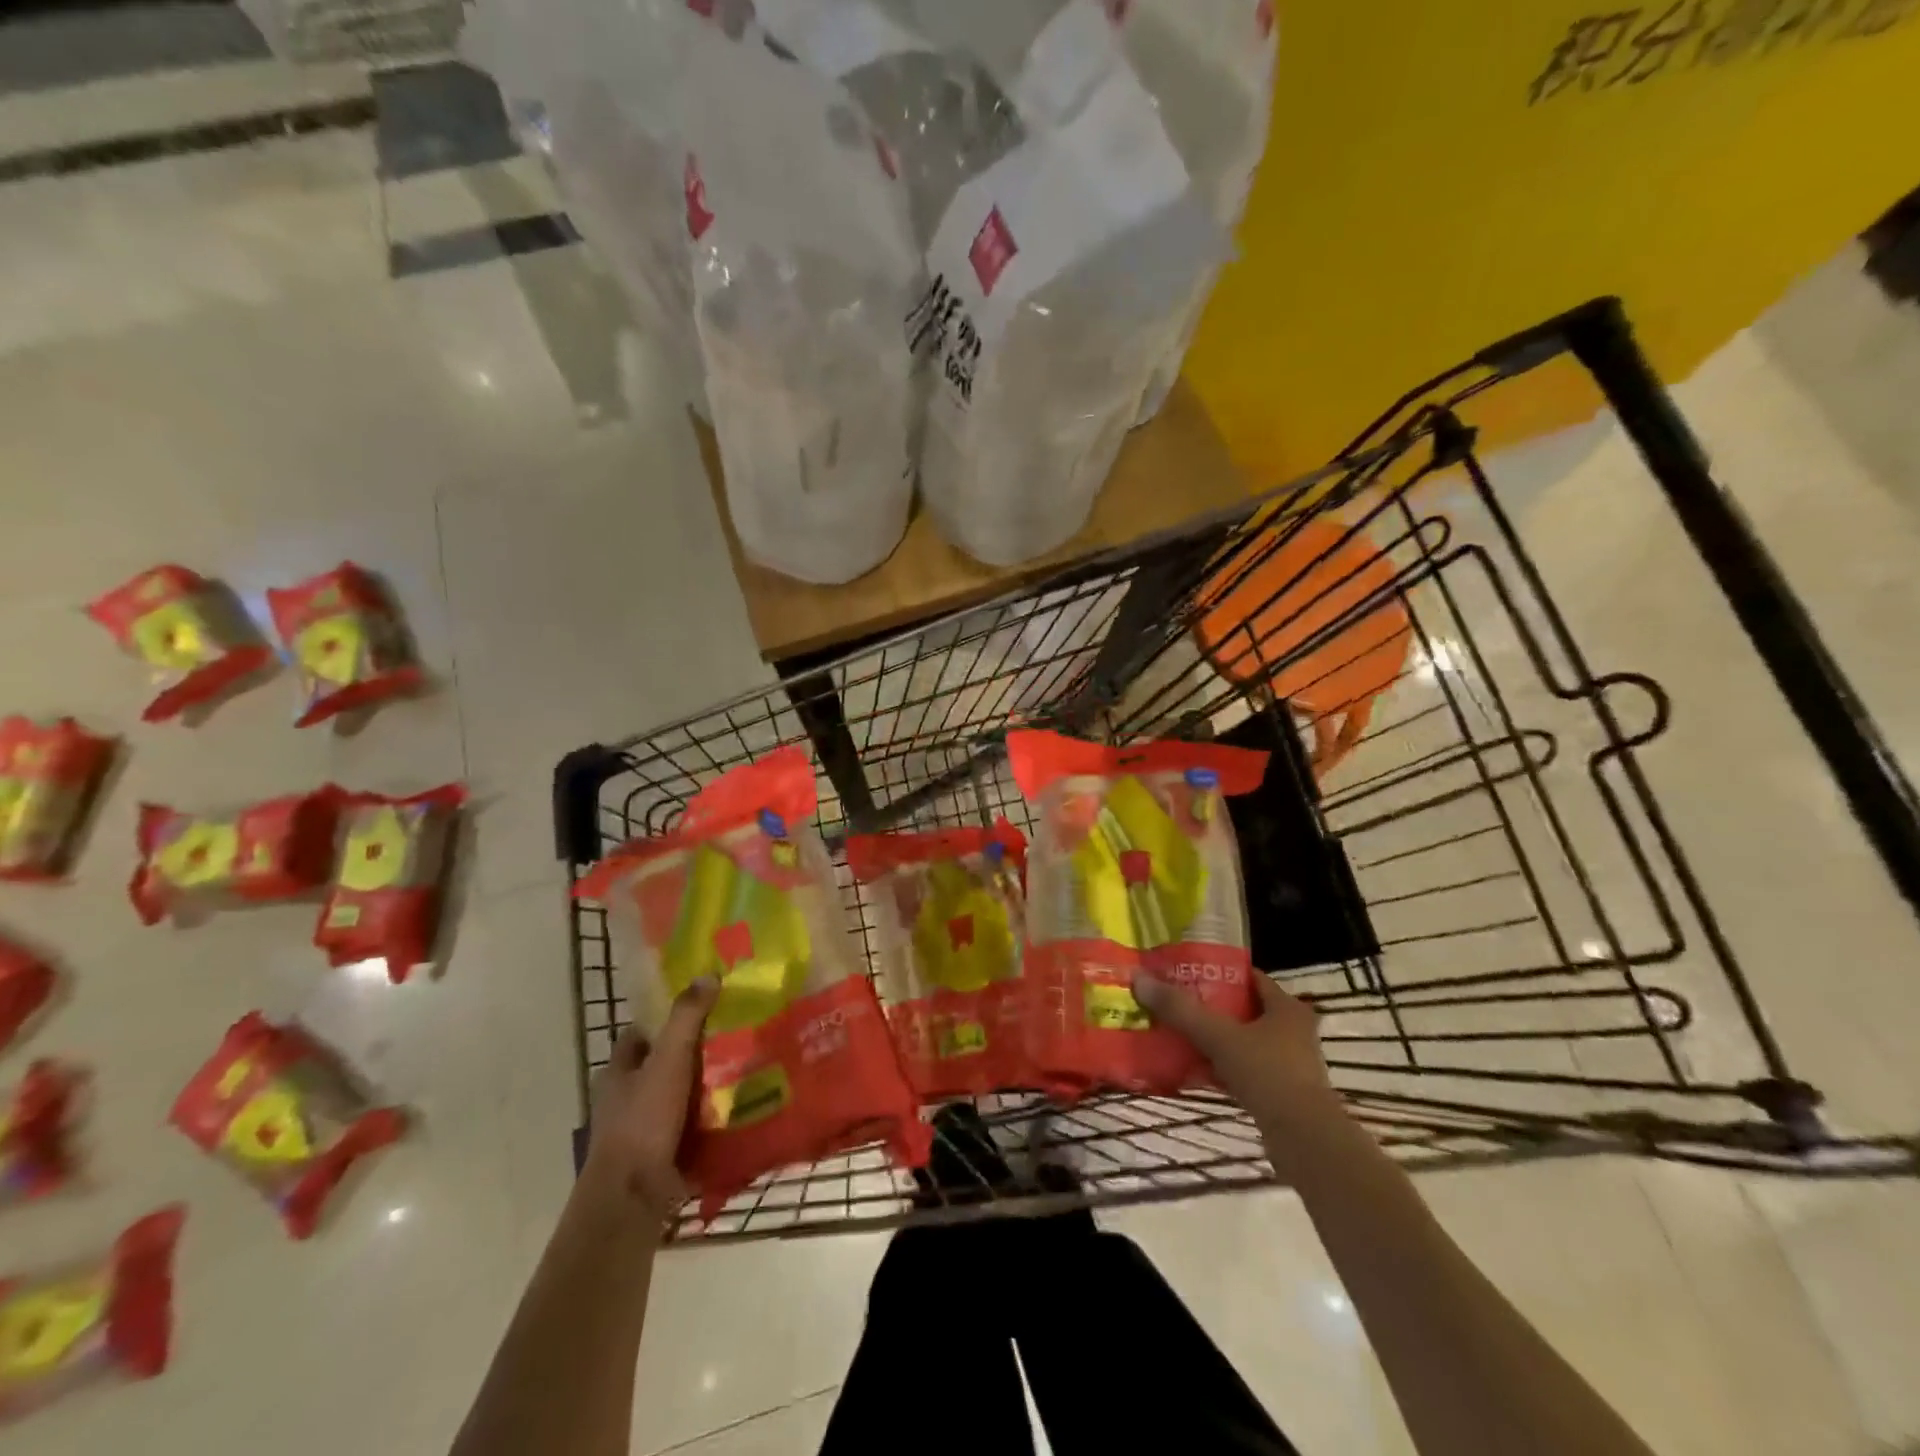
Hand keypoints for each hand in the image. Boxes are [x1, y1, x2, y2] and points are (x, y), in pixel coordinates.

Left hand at [581, 977, 718, 1223]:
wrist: (633, 1197)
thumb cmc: (643, 1120)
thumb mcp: (668, 1059)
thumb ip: (686, 1018)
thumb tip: (707, 975)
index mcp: (617, 1073)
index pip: (640, 1035)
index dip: (665, 1020)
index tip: (700, 1008)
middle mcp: (624, 1100)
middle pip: (661, 1066)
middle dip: (692, 1054)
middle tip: (733, 1037)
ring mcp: (640, 1132)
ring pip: (677, 1099)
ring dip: (704, 1090)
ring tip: (744, 1071)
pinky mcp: (659, 1158)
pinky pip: (689, 1130)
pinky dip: (709, 1122)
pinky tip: (739, 1111)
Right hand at [1132, 971, 1350, 1157]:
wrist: (1305, 1141)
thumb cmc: (1268, 1074)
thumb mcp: (1219, 1036)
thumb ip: (1181, 1010)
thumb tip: (1139, 978)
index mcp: (1287, 1008)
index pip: (1251, 978)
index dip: (1219, 973)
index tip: (1186, 974)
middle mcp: (1294, 1032)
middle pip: (1245, 1010)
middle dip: (1212, 1008)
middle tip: (1177, 1004)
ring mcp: (1290, 1065)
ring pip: (1244, 1042)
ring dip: (1215, 1040)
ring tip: (1178, 1036)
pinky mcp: (1283, 1094)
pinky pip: (1245, 1071)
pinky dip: (1222, 1069)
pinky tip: (1194, 1072)